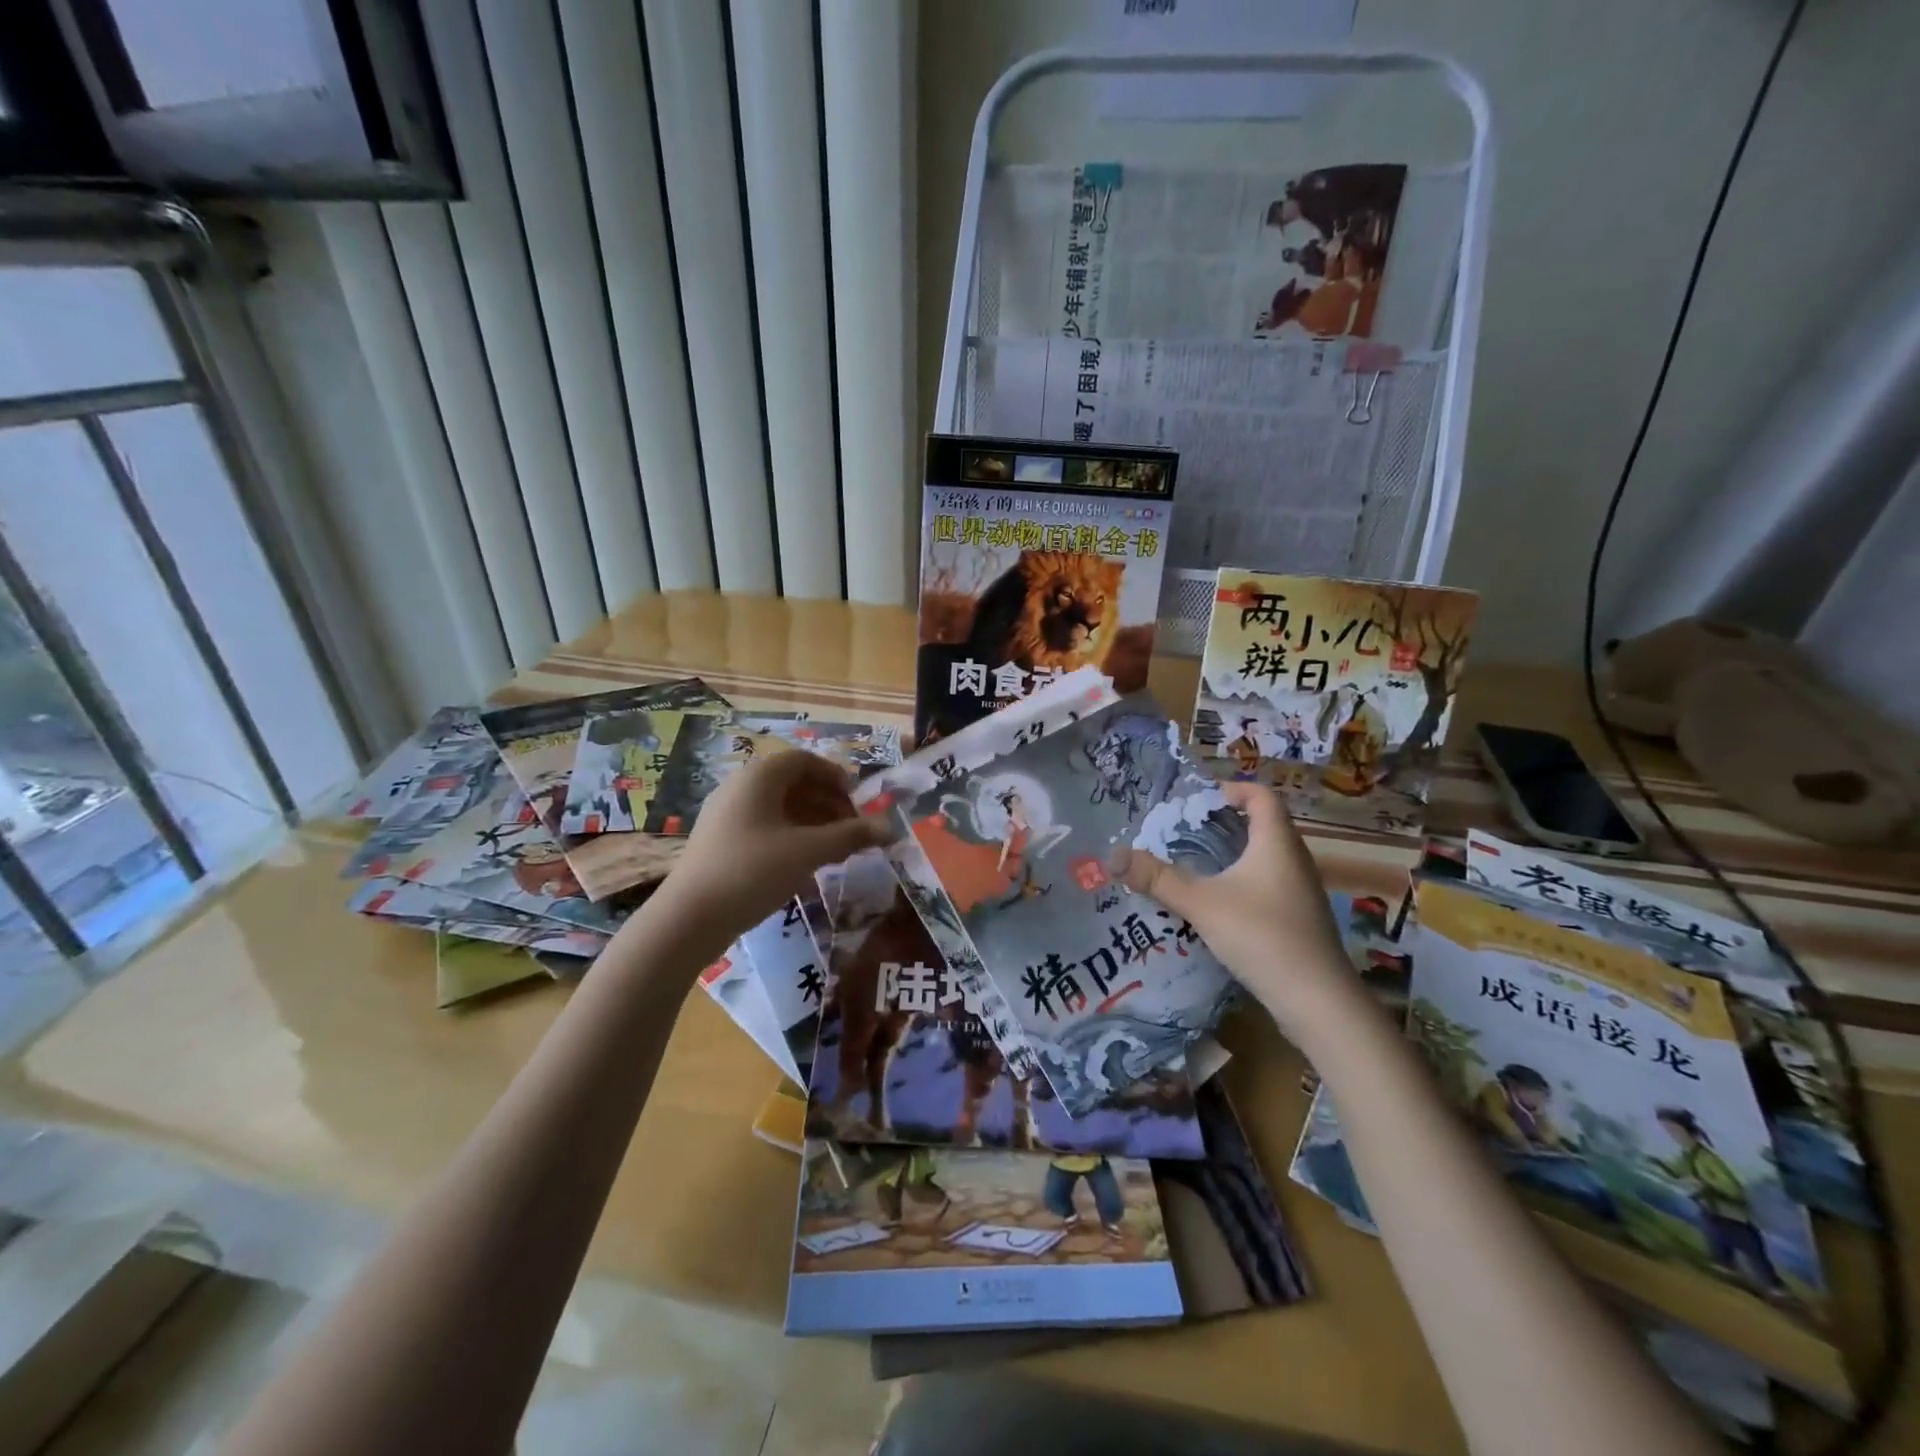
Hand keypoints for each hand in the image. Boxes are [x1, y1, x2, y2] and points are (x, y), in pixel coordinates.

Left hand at [656, 748, 889, 934]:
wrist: (689, 918)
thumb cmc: (753, 871)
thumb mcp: (808, 852)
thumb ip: (850, 836)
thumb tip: (890, 829)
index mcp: (759, 777)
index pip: (804, 760)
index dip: (835, 777)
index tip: (859, 802)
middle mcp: (740, 787)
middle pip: (792, 783)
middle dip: (828, 803)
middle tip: (852, 829)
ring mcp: (727, 815)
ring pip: (779, 808)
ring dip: (812, 822)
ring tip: (836, 850)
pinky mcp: (720, 842)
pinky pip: (764, 827)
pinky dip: (791, 837)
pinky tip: (805, 865)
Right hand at [1115, 781, 1354, 1034]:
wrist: (1318, 1002)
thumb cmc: (1262, 937)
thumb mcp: (1202, 904)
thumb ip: (1157, 879)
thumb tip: (1113, 856)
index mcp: (1277, 843)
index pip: (1261, 796)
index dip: (1232, 789)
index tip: (1198, 801)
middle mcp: (1294, 860)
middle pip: (1262, 825)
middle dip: (1223, 823)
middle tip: (1183, 833)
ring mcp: (1300, 892)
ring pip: (1264, 858)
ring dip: (1231, 855)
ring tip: (1192, 866)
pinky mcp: (1298, 920)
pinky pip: (1267, 885)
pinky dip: (1241, 883)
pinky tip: (1215, 905)